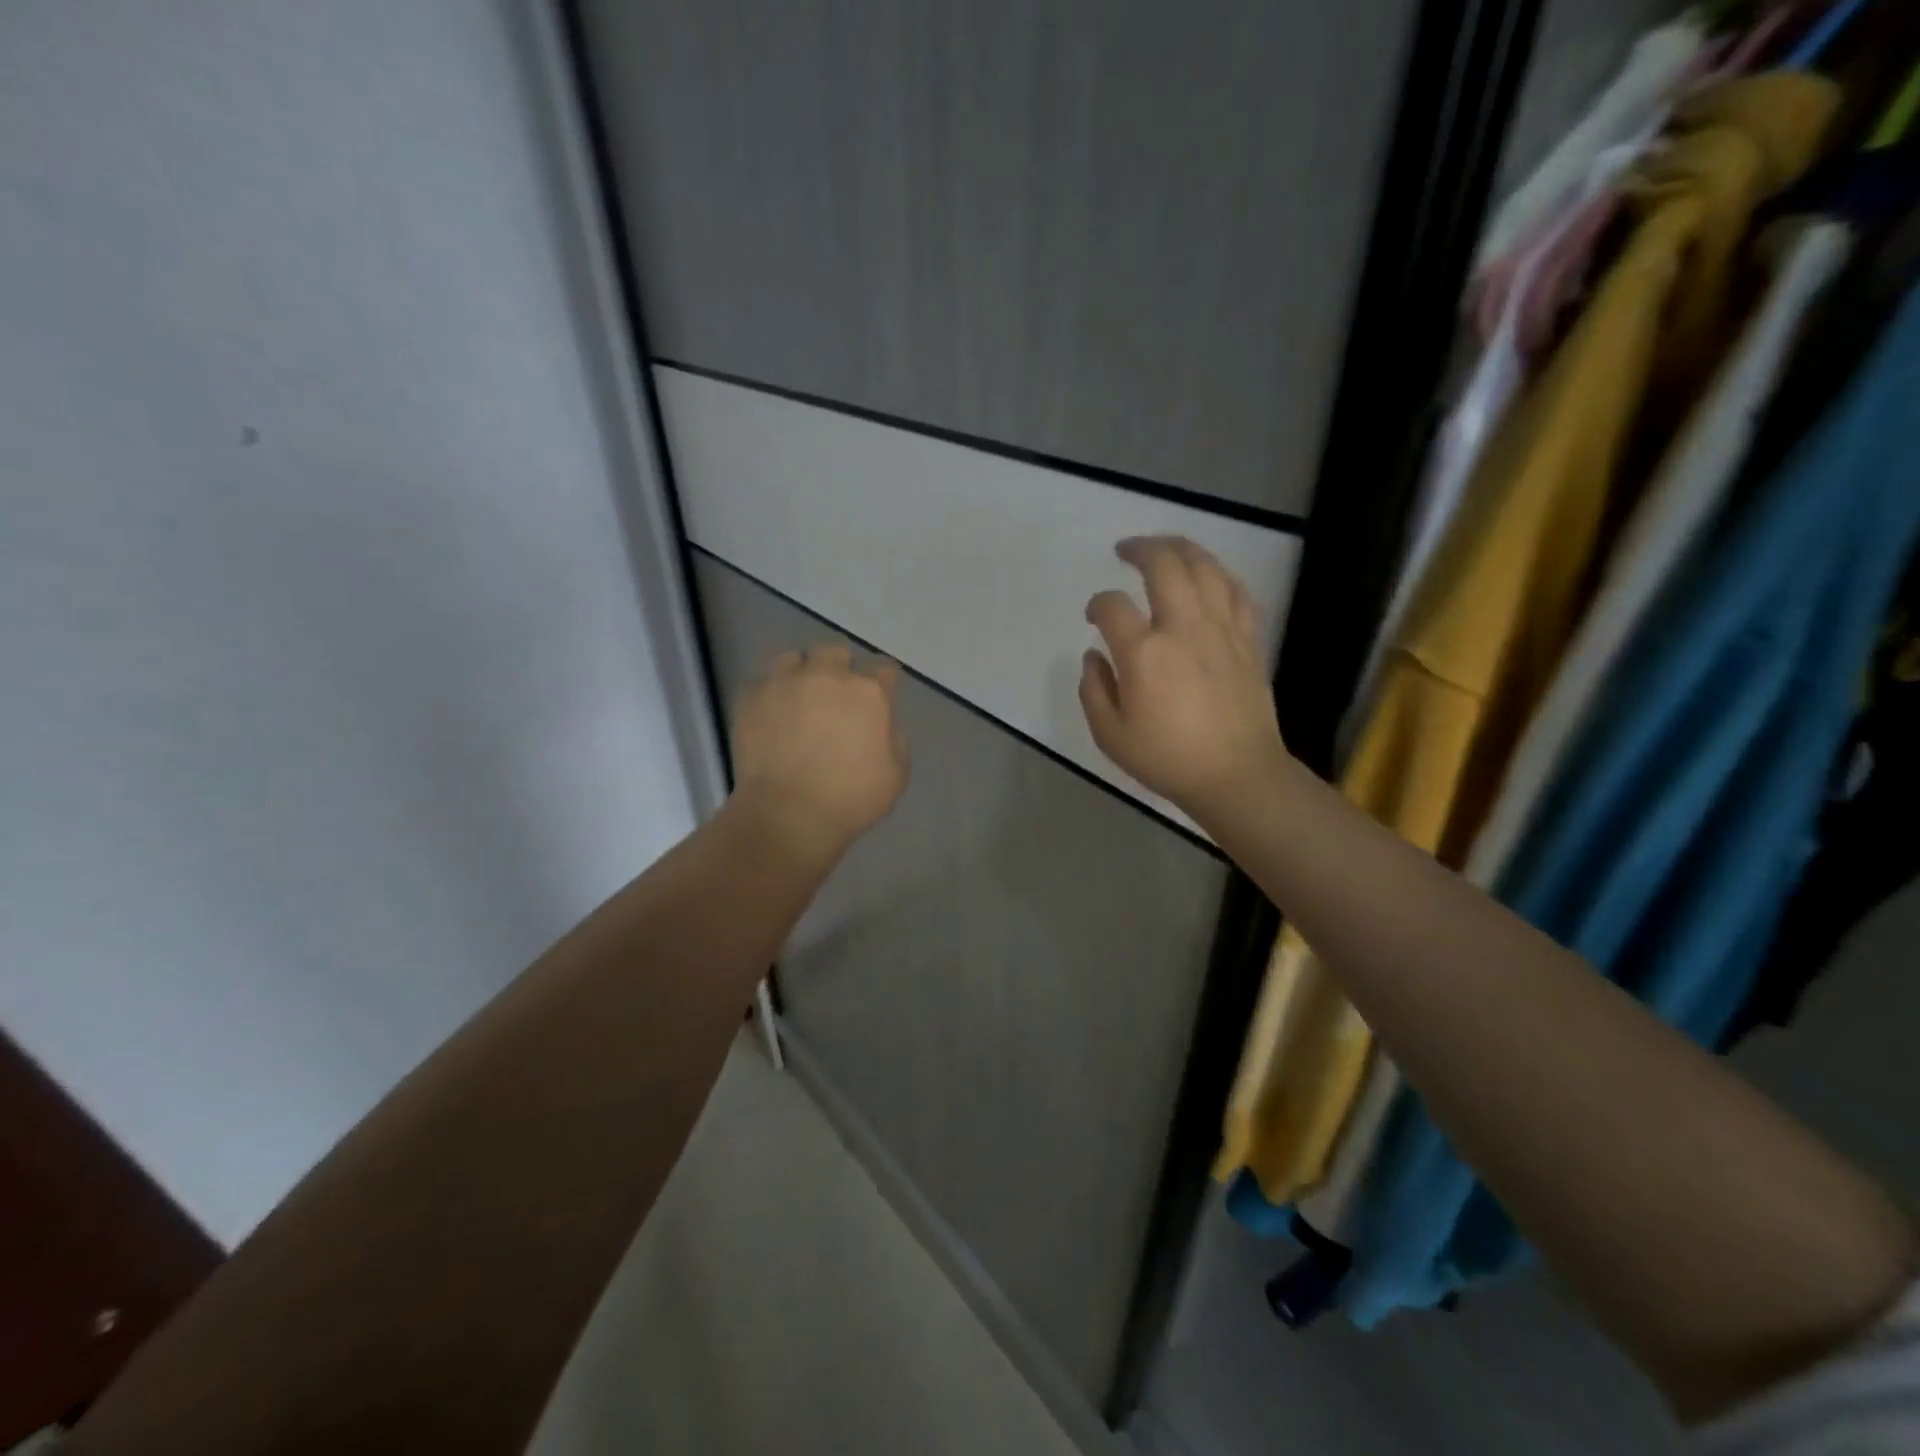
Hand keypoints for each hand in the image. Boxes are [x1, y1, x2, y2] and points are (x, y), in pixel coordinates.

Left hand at [731, 642, 908, 858]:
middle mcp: (827, 675)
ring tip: (797, 699)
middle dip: (839, 668)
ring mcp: (785, 682)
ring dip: (800, 673)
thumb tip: (881, 723)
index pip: (884, 669)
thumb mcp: (896, 774)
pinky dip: (769, 695)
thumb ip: (894, 738)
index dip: (883, 682)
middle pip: (836, 651)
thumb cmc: (850, 799)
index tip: (879, 697)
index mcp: (869, 693)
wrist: (787, 814)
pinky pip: (762, 682)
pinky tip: (771, 716)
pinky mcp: (751, 697)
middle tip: (835, 697)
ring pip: (794, 658)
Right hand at [1080, 536, 1287, 818]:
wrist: (1236, 775)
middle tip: (1125, 549)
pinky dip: (1218, 574)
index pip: (1112, 606)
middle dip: (1140, 548)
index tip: (1093, 617)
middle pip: (1164, 564)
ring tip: (1165, 546)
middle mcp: (1183, 627)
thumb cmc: (1167, 758)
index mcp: (1144, 652)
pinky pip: (1236, 590)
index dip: (1097, 605)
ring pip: (1205, 566)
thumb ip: (1093, 690)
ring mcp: (1221, 629)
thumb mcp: (1110, 735)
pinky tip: (1208, 576)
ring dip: (1181, 548)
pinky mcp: (1248, 638)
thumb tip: (1094, 656)